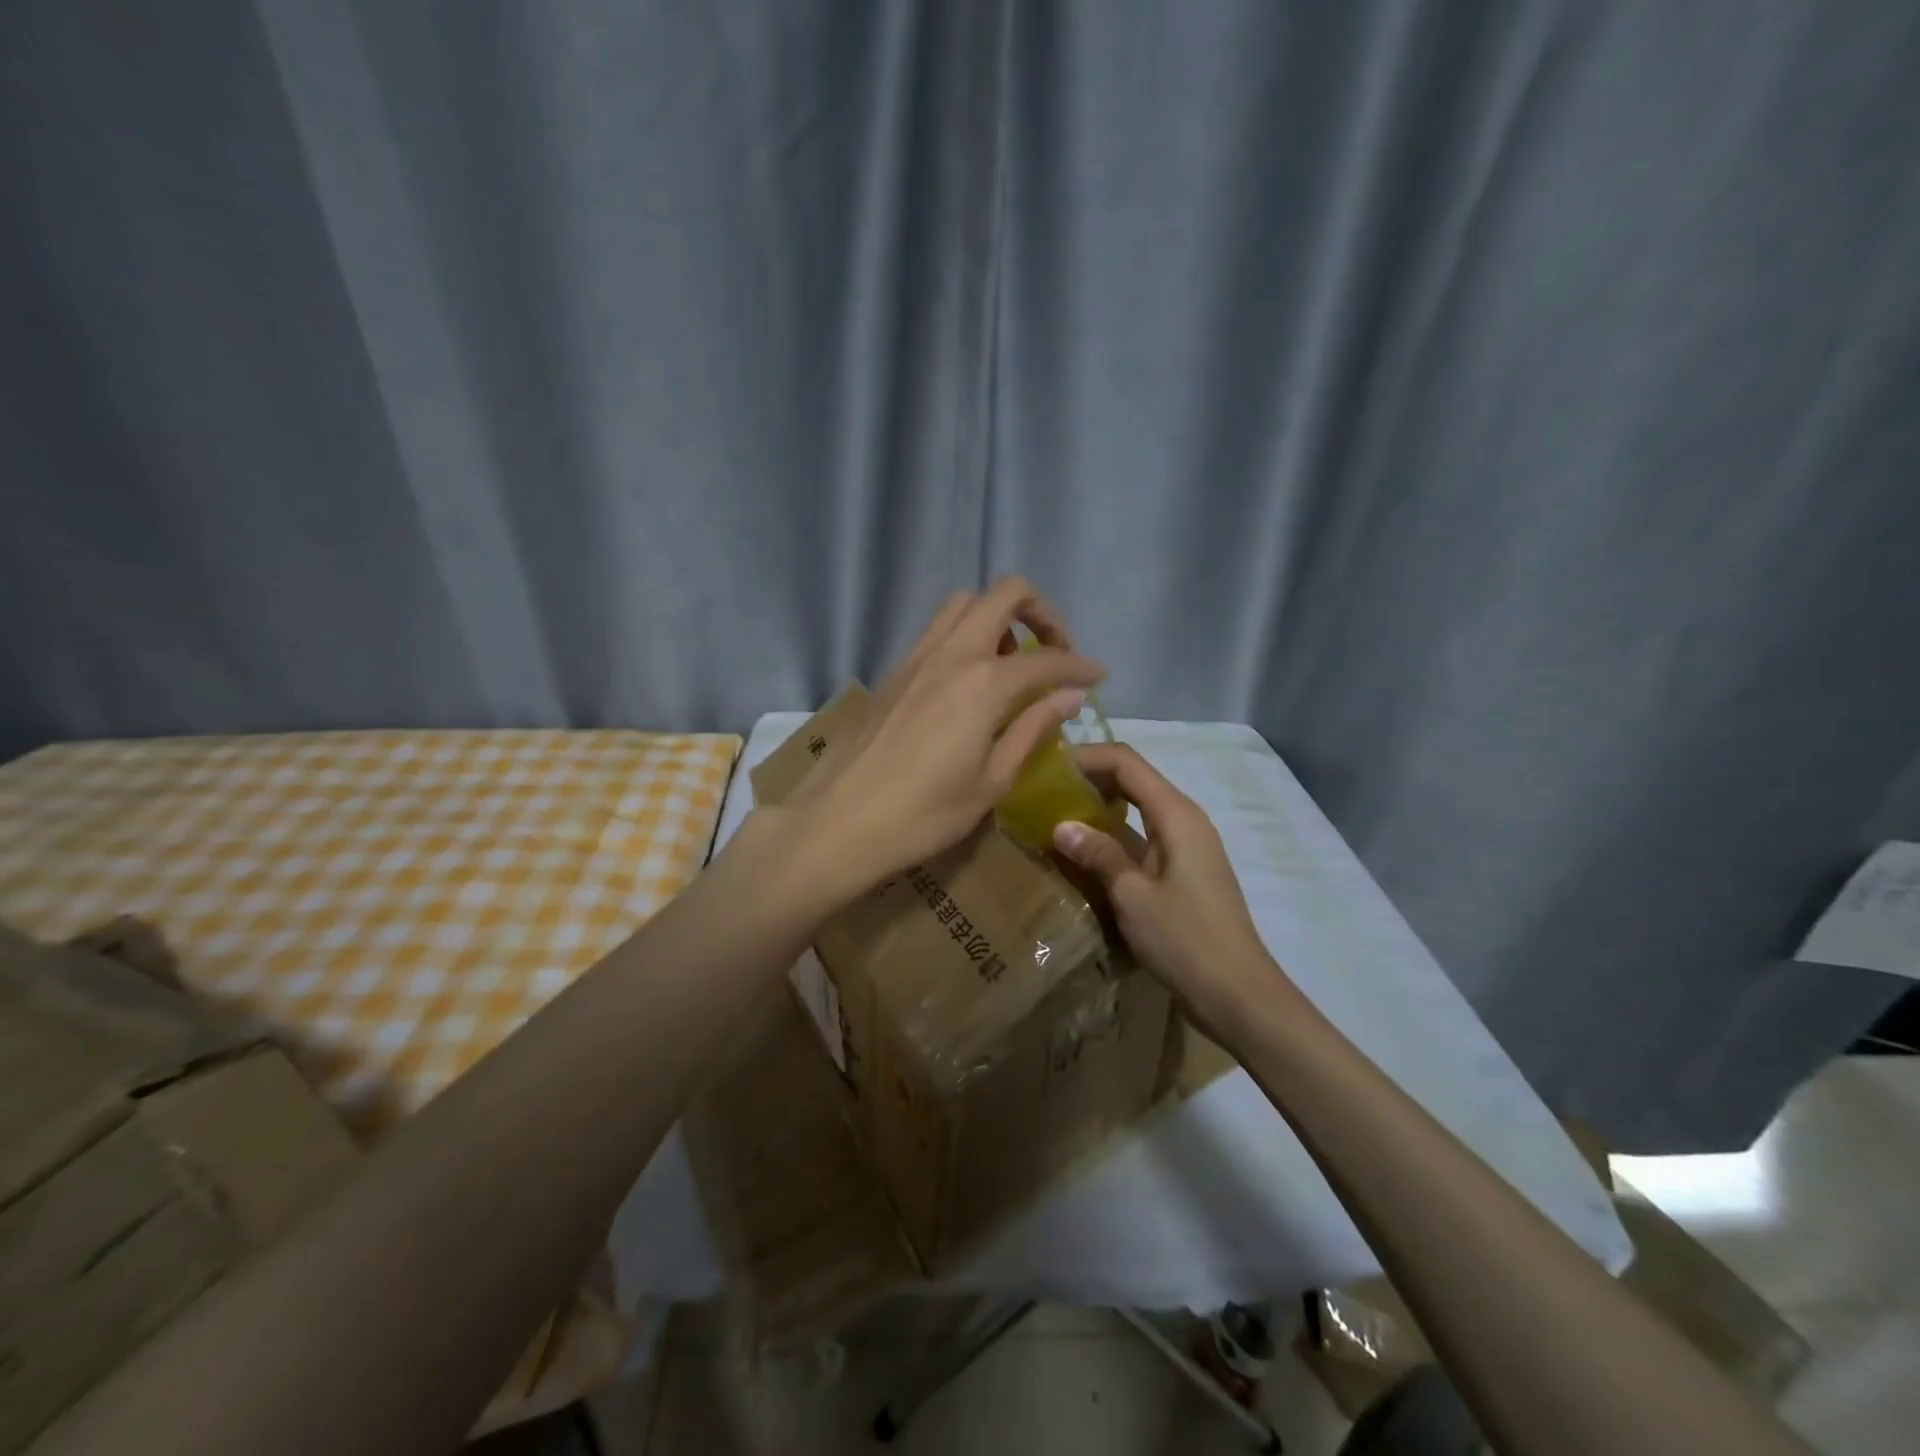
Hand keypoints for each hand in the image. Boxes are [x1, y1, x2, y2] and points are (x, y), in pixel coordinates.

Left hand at [799, 578, 1106, 890]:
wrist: (839, 821)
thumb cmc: (924, 814)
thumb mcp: (992, 781)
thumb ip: (1032, 730)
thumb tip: (1068, 697)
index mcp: (984, 683)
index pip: (1047, 660)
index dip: (1079, 666)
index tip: (1097, 678)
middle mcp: (952, 654)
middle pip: (1004, 594)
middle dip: (1041, 612)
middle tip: (1053, 653)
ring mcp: (916, 657)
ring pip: (964, 605)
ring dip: (997, 618)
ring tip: (1009, 664)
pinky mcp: (893, 671)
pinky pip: (937, 631)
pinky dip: (965, 636)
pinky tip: (969, 683)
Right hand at [1050, 743, 1281, 1024]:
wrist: (1239, 995)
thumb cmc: (1186, 941)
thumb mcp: (1133, 897)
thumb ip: (1099, 854)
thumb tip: (1061, 825)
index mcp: (1176, 814)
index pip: (1126, 762)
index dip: (1085, 757)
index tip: (1044, 769)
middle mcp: (1184, 819)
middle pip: (1132, 779)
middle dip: (1087, 779)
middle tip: (1042, 792)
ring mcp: (1185, 845)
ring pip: (1135, 808)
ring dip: (1097, 808)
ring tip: (1053, 818)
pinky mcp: (1181, 870)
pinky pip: (1141, 836)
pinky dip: (1111, 836)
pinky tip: (1082, 854)